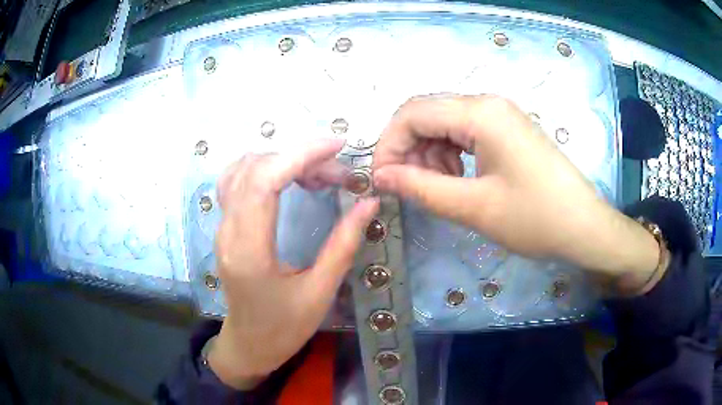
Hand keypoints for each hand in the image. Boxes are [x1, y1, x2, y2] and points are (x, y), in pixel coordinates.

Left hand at [209, 139, 378, 388]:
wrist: (249, 344)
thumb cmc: (284, 328)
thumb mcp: (319, 293)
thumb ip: (342, 245)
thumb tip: (368, 203)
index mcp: (250, 251)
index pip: (264, 181)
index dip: (300, 155)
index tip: (337, 147)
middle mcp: (228, 231)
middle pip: (255, 168)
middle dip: (300, 158)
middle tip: (337, 173)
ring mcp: (222, 227)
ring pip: (241, 169)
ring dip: (281, 160)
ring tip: (315, 174)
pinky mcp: (225, 227)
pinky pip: (236, 181)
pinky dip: (263, 168)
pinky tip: (287, 178)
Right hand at [372, 95, 660, 292]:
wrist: (584, 226)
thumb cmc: (536, 218)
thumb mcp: (474, 207)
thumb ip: (421, 188)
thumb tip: (380, 176)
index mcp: (480, 113)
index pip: (412, 113)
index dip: (388, 145)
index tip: (381, 181)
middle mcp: (487, 102)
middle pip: (426, 113)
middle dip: (407, 149)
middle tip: (408, 187)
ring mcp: (499, 113)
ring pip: (443, 122)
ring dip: (428, 152)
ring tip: (438, 187)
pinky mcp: (506, 128)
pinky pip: (464, 131)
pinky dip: (449, 153)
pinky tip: (457, 178)